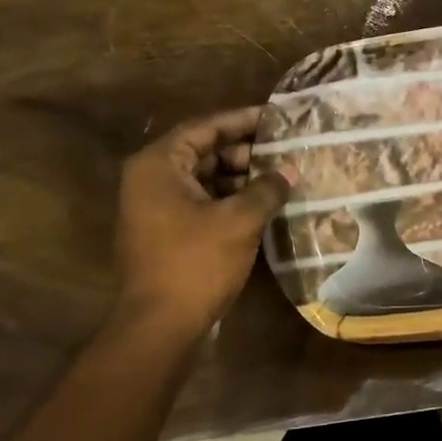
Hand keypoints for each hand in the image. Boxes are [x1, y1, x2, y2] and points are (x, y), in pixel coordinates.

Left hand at [112, 109, 292, 335]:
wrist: (160, 324)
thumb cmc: (196, 263)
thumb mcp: (239, 221)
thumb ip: (267, 189)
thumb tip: (290, 170)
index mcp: (159, 165)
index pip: (204, 127)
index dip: (242, 120)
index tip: (275, 117)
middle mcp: (151, 178)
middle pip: (203, 151)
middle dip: (244, 150)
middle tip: (284, 149)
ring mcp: (155, 207)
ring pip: (204, 178)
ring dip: (240, 176)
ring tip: (280, 176)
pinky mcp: (166, 230)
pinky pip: (201, 201)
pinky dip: (230, 198)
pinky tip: (262, 204)